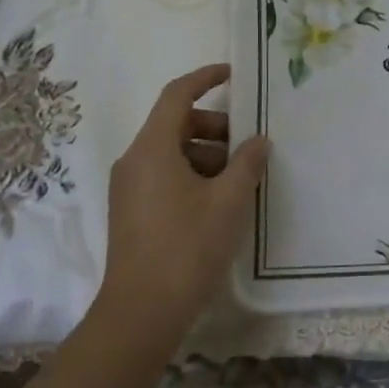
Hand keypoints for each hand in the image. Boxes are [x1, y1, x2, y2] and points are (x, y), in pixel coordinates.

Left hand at [98, 64, 268, 347]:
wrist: (141, 313)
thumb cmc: (187, 247)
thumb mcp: (229, 201)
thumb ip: (247, 163)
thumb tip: (258, 141)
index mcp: (152, 149)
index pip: (177, 95)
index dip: (205, 78)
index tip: (234, 75)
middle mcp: (135, 161)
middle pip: (176, 124)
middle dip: (215, 127)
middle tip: (249, 145)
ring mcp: (130, 188)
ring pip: (172, 153)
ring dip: (208, 155)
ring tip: (241, 179)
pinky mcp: (132, 212)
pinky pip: (165, 176)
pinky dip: (193, 175)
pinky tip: (220, 201)